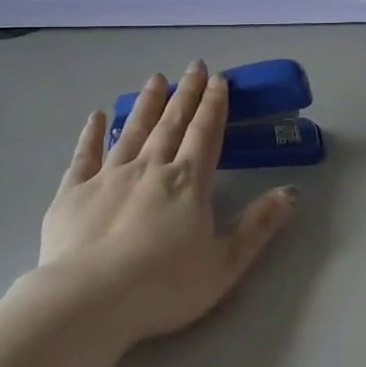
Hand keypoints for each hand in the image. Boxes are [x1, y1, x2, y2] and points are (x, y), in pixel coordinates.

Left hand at [39, 62, 297, 344]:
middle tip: (193, 66)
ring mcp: (108, 176)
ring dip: (147, 104)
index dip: (214, 105)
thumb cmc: (164, 286)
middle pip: (172, 123)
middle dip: (185, 93)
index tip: (219, 79)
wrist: (90, 300)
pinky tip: (98, 115)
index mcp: (188, 182)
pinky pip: (85, 154)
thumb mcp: (224, 264)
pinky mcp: (74, 192)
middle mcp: (150, 168)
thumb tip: (291, 192)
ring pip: (132, 130)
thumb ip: (258, 226)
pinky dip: (93, 133)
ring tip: (155, 78)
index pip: (205, 133)